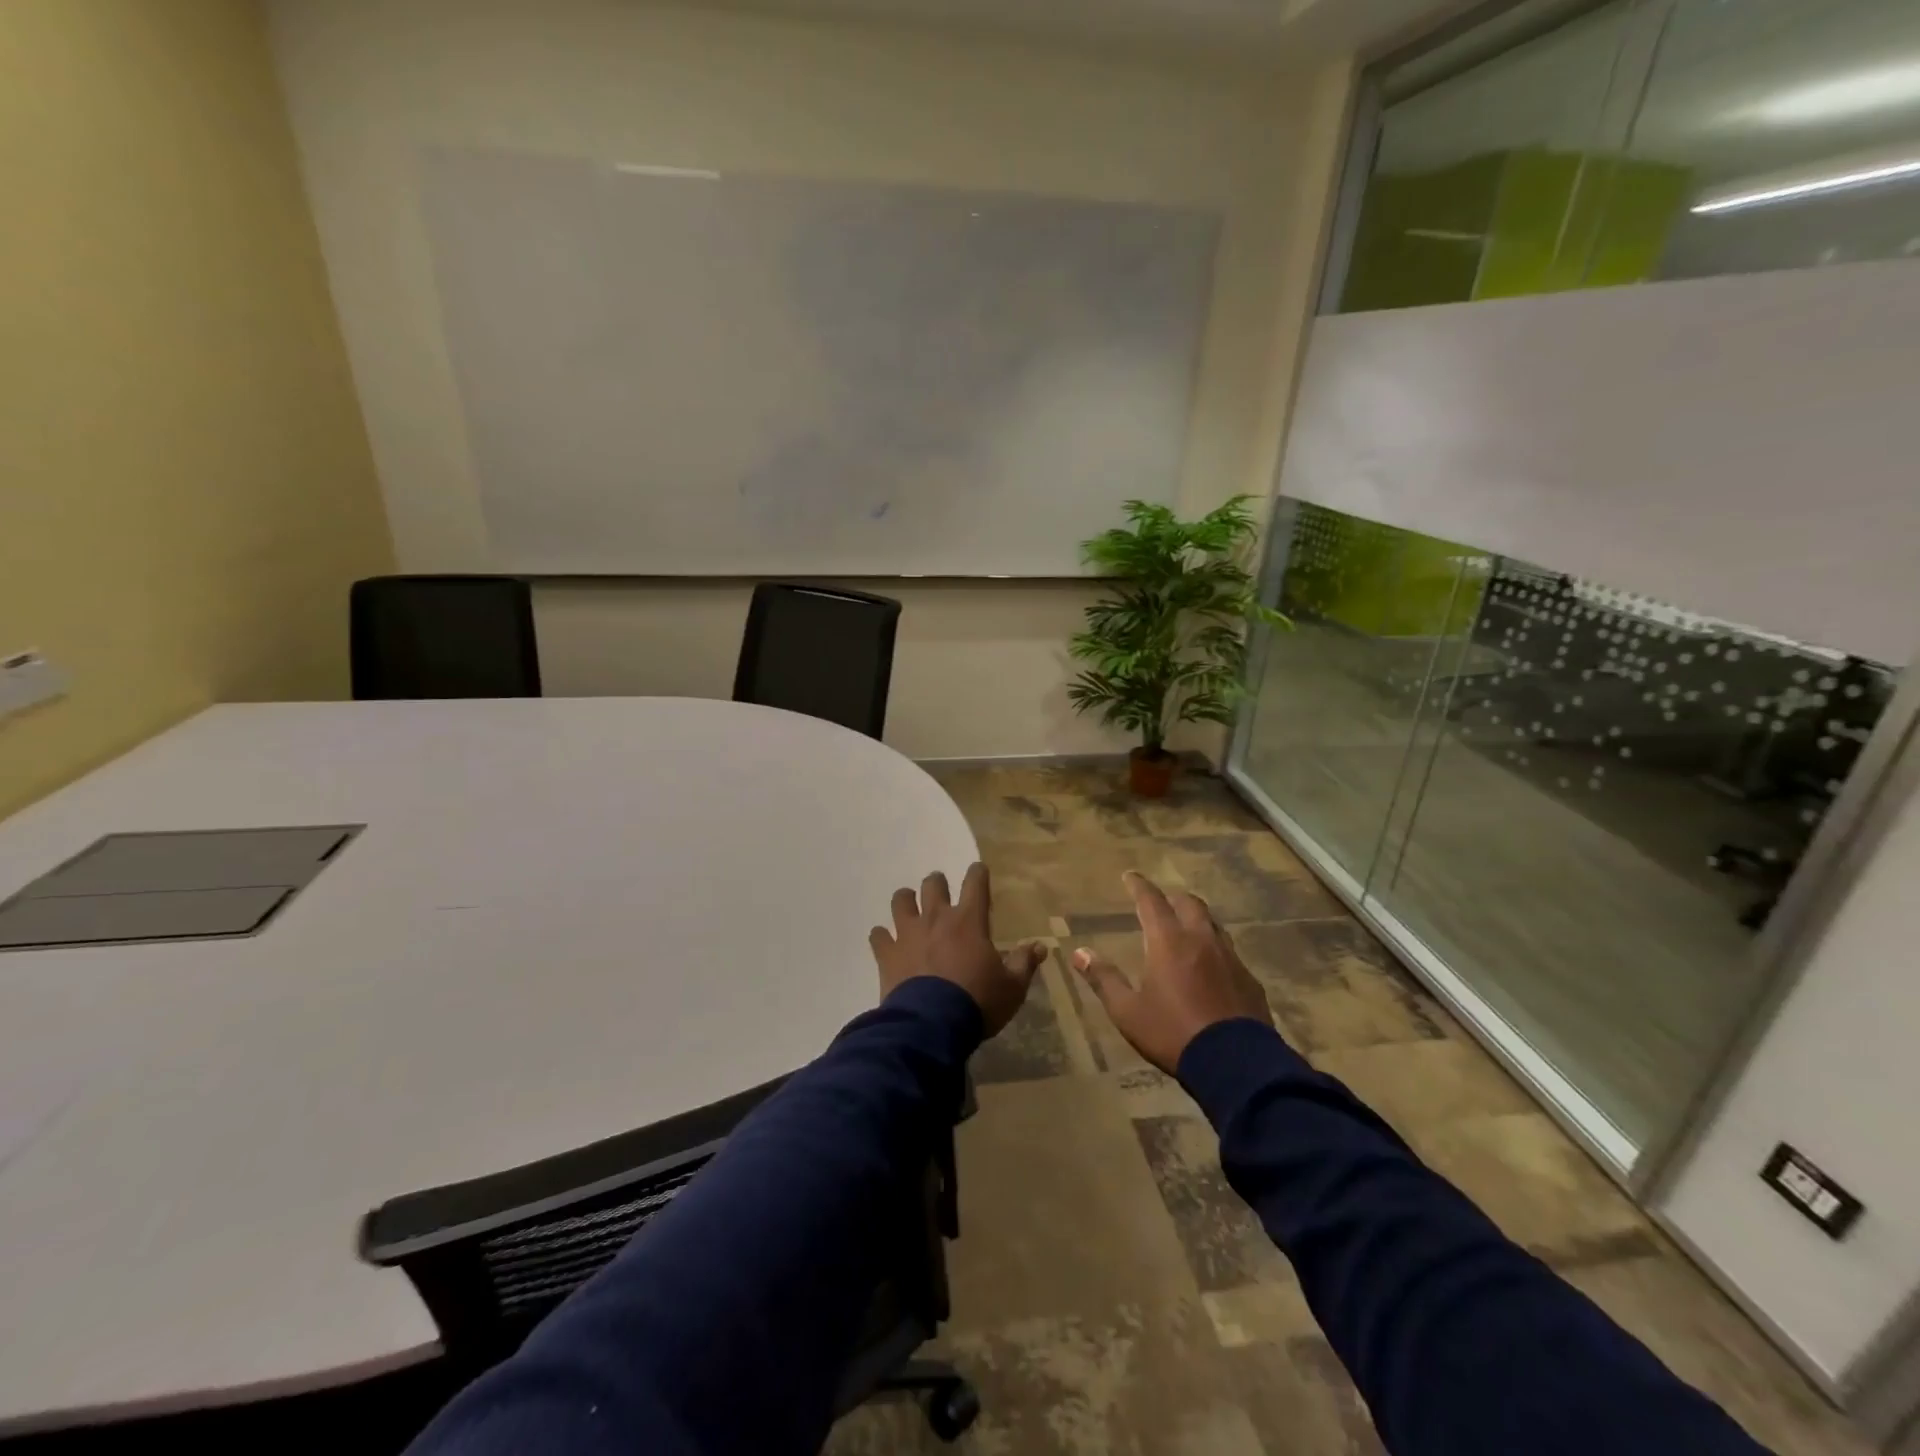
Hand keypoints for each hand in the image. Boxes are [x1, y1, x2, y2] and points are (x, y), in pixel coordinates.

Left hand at [869, 863, 1046, 1036]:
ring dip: (906, 901)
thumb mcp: (1011, 987)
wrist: (931, 1025)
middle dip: (937, 883)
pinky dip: (882, 936)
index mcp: (969, 920)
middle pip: (933, 884)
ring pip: (901, 900)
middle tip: (941, 891)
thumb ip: (1024, 963)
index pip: (975, 882)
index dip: (977, 873)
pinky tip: (886, 943)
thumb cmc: (976, 1002)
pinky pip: (878, 935)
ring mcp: (908, 933)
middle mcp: (936, 917)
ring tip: (910, 908)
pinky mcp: (887, 953)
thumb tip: (1040, 946)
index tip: (978, 871)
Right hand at [1070, 870, 1272, 1073]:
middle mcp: (1201, 940)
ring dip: (1197, 920)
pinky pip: (1230, 953)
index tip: (1130, 876)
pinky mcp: (1249, 980)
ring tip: (1186, 929)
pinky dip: (1215, 950)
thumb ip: (1104, 979)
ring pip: (1213, 925)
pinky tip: (1212, 968)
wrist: (1236, 1064)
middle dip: (1172, 898)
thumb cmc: (1173, 1033)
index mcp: (1169, 941)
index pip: (1151, 901)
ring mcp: (1230, 958)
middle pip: (1189, 904)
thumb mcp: (1128, 1011)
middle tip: (1160, 902)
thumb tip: (1079, 953)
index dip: (1139, 885)